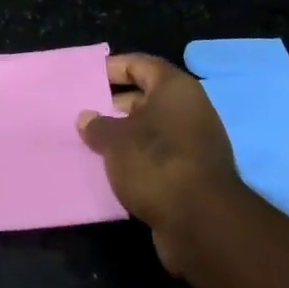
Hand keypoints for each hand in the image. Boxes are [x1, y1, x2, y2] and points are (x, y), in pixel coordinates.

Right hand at [77, 54, 242, 272]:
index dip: (114, 68)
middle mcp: (191, 109)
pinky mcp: (197, 174)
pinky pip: (162, 155)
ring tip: (96, 142)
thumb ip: (97, 125)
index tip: (89, 78)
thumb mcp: (114, 140)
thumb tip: (86, 118)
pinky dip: (141, 158)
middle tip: (88, 112)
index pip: (141, 64)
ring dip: (127, 134)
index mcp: (175, 88)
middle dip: (117, 103)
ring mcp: (197, 143)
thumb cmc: (155, 162)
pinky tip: (117, 169)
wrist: (202, 223)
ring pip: (154, 129)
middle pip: (148, 97)